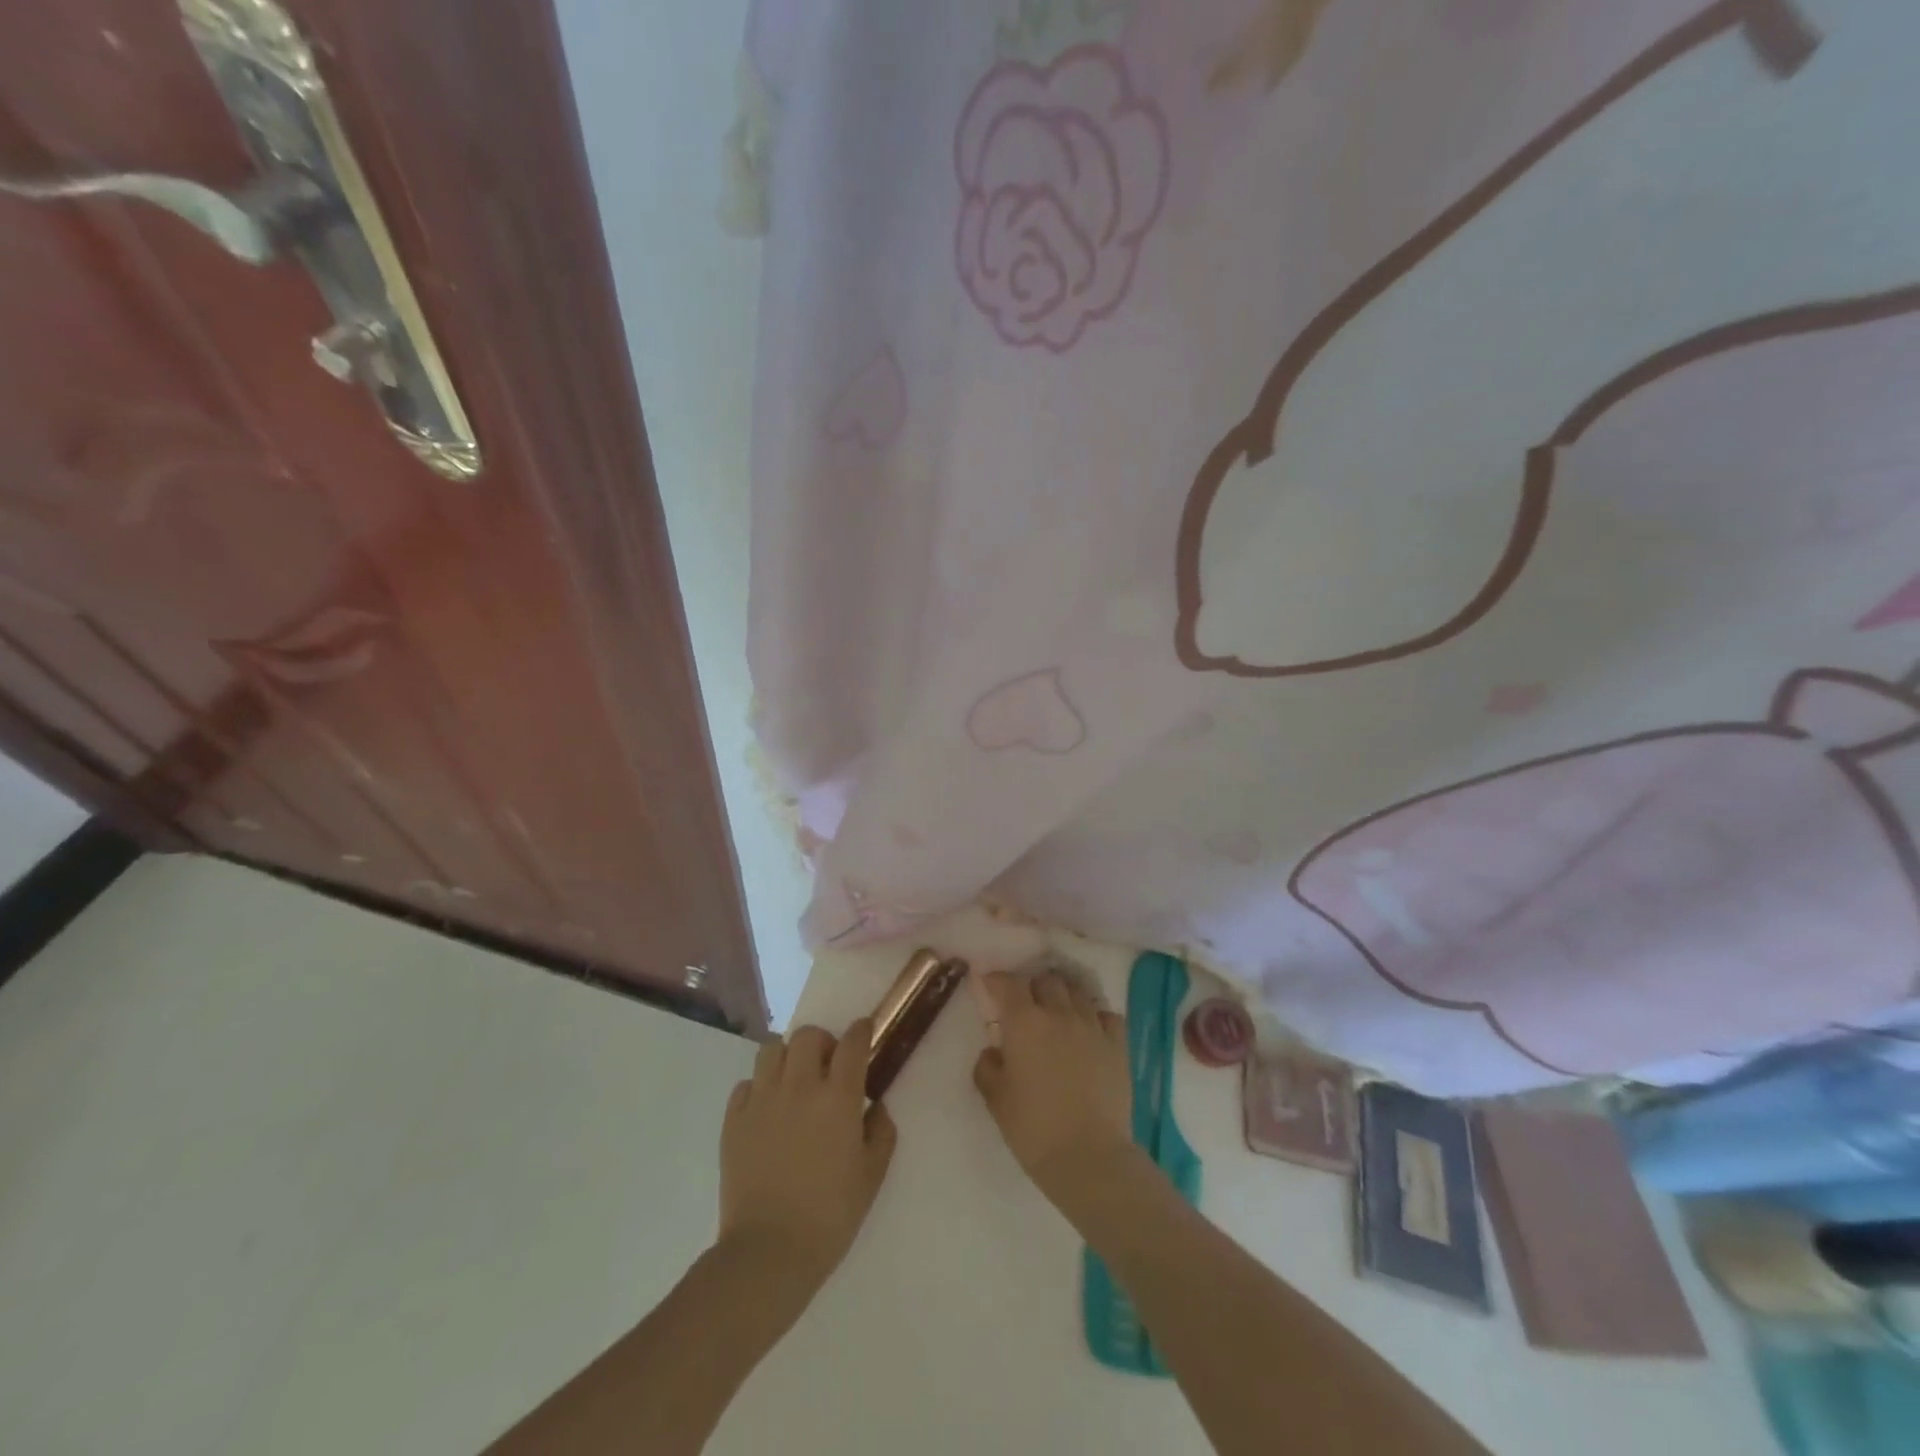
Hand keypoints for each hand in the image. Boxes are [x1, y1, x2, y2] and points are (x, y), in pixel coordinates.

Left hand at [717, 1020, 896, 1290]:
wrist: (769, 1252)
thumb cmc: (830, 1215)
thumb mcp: (872, 1175)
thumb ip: (881, 1131)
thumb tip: (875, 1106)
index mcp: (838, 1097)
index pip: (852, 1043)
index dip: (861, 1031)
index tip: (864, 1033)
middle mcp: (800, 1086)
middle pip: (808, 1036)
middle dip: (822, 1042)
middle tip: (827, 1067)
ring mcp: (762, 1099)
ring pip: (772, 1048)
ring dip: (788, 1057)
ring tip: (793, 1081)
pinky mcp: (734, 1119)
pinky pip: (746, 1083)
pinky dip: (759, 1087)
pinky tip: (767, 1110)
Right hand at [971, 968, 1140, 1214]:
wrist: (1089, 1157)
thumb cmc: (1034, 1129)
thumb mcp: (997, 1101)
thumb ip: (988, 1067)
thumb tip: (993, 1051)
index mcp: (1025, 1023)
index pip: (1009, 983)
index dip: (997, 979)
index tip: (989, 984)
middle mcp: (1059, 1013)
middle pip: (1046, 979)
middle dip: (1032, 985)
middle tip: (1025, 1003)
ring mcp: (1092, 1026)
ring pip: (1077, 990)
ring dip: (1063, 994)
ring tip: (1057, 1010)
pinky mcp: (1118, 1043)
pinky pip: (1106, 1014)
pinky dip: (1094, 1015)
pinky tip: (1089, 1029)